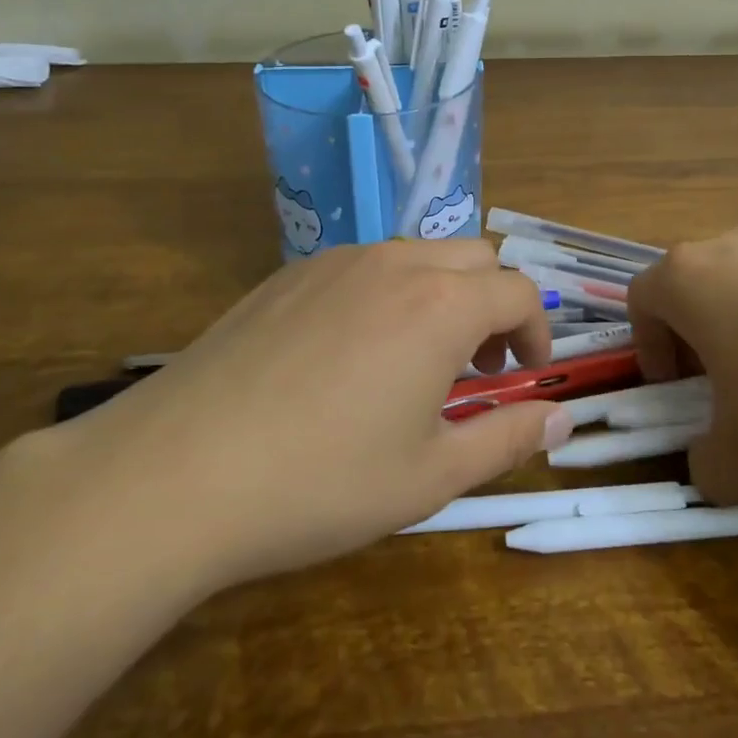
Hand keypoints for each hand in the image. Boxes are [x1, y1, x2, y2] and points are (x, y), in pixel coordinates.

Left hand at [55, 241, 573, 594]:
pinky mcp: (289, 274)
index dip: (536, 331)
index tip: (524, 375)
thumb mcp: (431, 476)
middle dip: (493, 304)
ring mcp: (336, 261)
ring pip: (417, 255)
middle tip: (476, 368)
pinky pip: (363, 265)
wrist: (176, 473)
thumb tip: (560, 420)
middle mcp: (395, 263)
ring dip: (441, 295)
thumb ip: (507, 437)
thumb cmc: (321, 482)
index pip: (519, 291)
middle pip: (474, 257)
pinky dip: (387, 293)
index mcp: (441, 305)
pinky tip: (348, 355)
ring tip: (414, 362)